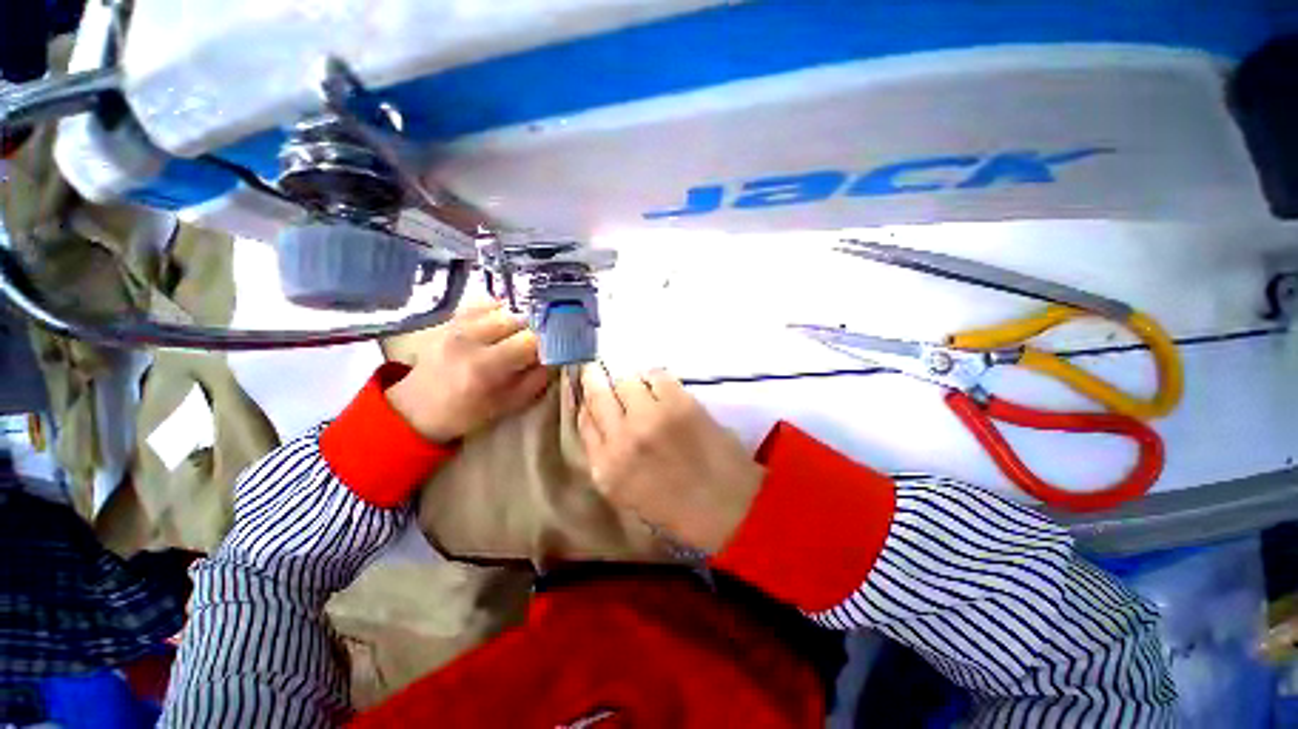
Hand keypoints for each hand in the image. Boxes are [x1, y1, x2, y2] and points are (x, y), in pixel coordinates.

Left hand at [386, 302, 549, 442]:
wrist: (419, 408)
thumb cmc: (469, 412)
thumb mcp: (510, 404)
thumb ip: (537, 379)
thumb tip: (556, 356)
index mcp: (485, 367)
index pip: (530, 340)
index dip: (549, 342)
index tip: (556, 348)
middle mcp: (469, 339)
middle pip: (518, 318)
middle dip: (535, 329)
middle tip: (540, 342)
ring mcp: (457, 325)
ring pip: (503, 307)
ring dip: (518, 319)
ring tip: (520, 334)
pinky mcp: (450, 319)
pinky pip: (484, 301)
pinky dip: (500, 309)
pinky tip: (503, 323)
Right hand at [576, 365, 763, 552]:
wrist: (727, 506)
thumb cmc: (677, 505)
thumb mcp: (627, 492)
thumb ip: (607, 458)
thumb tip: (598, 419)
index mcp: (606, 469)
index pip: (584, 422)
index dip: (587, 403)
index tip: (592, 392)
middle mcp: (621, 440)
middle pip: (598, 395)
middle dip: (595, 379)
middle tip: (598, 370)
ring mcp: (649, 418)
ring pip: (626, 381)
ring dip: (632, 384)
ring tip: (643, 390)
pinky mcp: (677, 403)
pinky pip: (656, 375)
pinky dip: (656, 378)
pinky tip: (662, 388)